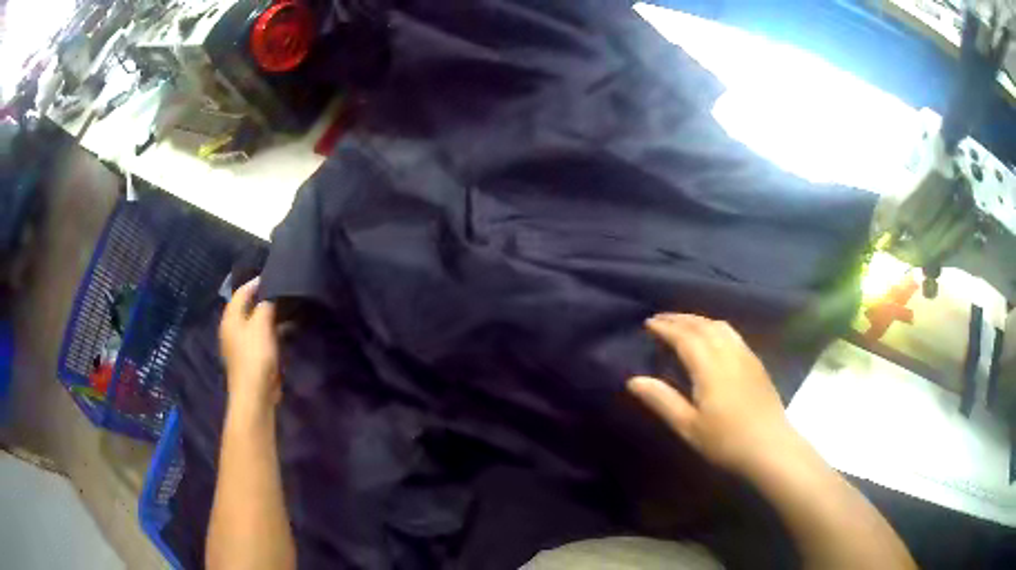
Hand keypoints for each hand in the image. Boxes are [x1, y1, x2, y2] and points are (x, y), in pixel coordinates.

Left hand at [219, 277, 280, 409]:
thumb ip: (266, 305)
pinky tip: (285, 332)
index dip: (256, 283)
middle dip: (264, 300)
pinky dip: (271, 332)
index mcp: (230, 318)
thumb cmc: (255, 355)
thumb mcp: (262, 324)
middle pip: (247, 307)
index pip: (241, 292)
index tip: (275, 277)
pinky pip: (261, 338)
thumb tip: (270, 295)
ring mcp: (241, 345)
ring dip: (269, 317)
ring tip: (288, 310)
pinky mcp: (251, 358)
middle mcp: (232, 329)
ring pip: (255, 323)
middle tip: (283, 292)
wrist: (255, 393)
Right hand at [628, 313, 799, 476]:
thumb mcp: (688, 426)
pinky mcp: (756, 362)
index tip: (648, 323)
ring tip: (684, 323)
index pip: (685, 337)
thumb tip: (633, 380)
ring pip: (720, 326)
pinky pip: (732, 333)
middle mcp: (728, 353)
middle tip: (661, 318)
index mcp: (709, 366)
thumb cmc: (725, 440)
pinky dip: (715, 326)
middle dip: (680, 319)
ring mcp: (745, 355)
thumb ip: (662, 400)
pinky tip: (713, 336)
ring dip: (699, 320)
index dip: (666, 327)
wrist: (769, 446)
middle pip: (703, 326)